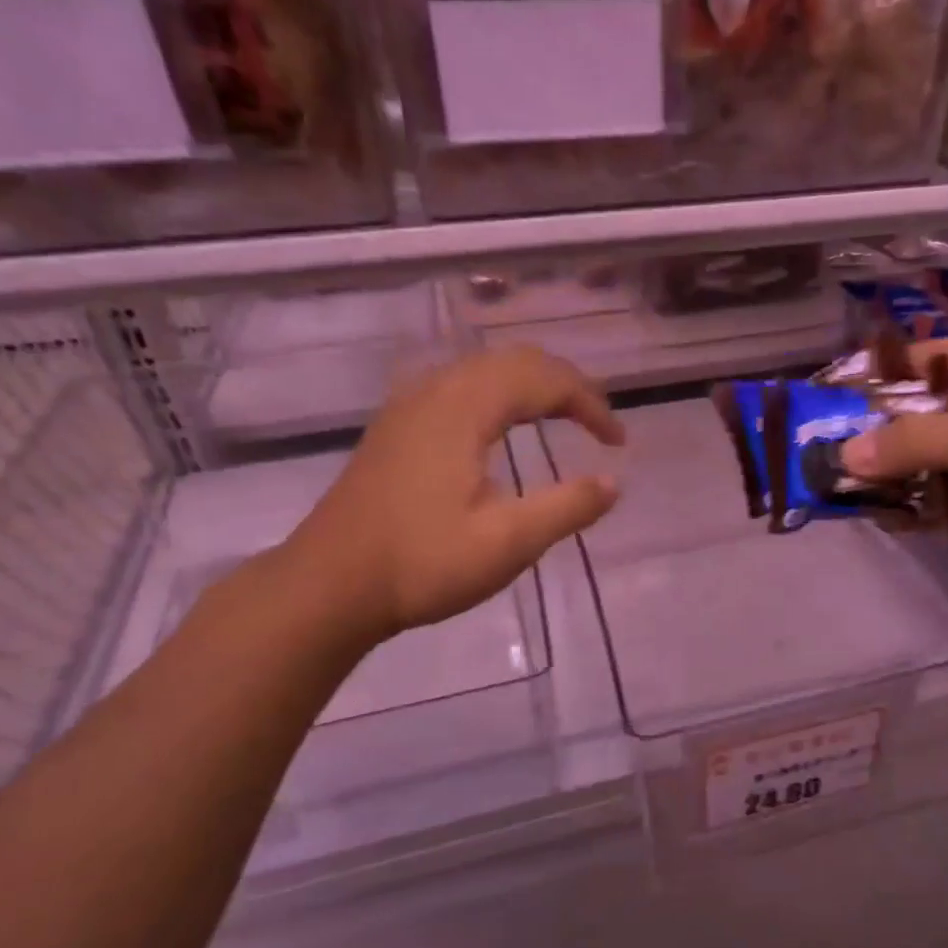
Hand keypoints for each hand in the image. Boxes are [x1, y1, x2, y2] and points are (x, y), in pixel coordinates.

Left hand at [281, 347, 623, 649]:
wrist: (328, 586)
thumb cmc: (421, 563)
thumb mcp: (508, 542)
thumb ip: (567, 507)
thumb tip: (613, 483)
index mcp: (464, 408)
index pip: (543, 380)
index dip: (590, 404)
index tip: (618, 444)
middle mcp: (436, 391)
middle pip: (515, 361)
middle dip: (565, 385)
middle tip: (598, 423)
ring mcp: (409, 406)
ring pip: (484, 369)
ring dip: (531, 385)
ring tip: (561, 417)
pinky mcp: (395, 427)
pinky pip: (460, 387)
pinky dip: (499, 394)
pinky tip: (502, 428)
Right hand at [840, 337, 947, 599]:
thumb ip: (920, 443)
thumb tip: (844, 455)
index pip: (922, 362)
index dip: (873, 379)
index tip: (824, 406)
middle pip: (920, 417)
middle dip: (877, 440)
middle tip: (824, 462)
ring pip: (931, 463)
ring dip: (896, 480)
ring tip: (846, 498)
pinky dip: (923, 511)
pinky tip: (891, 522)